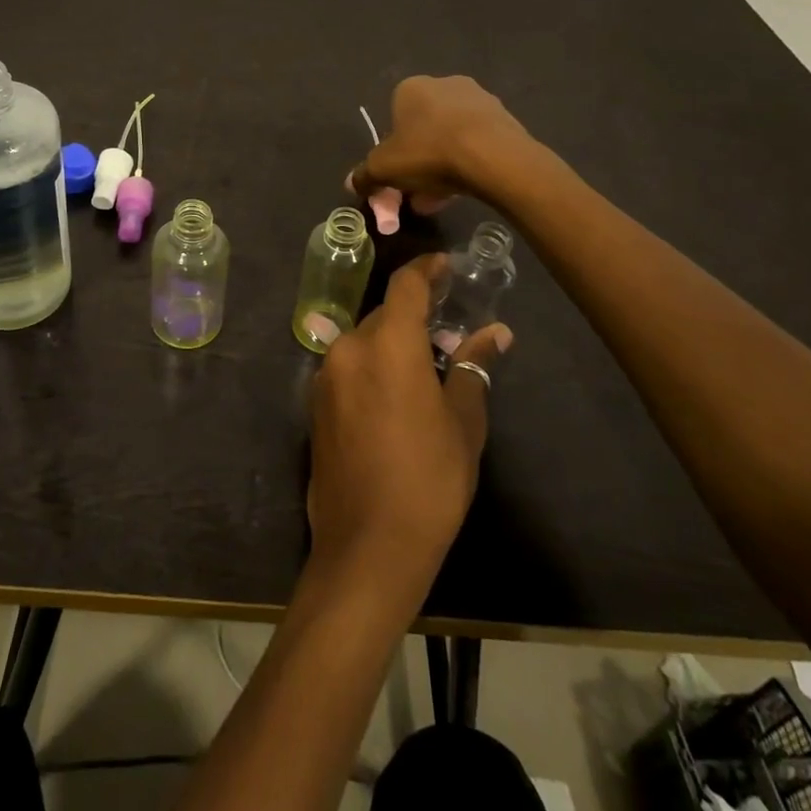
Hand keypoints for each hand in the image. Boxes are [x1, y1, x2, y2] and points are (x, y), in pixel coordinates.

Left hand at [306, 256, 512, 592]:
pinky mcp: (315, 404)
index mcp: (387, 343)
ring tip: (427, 368)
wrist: (367, 546)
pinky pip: (349, 368)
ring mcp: (326, 375)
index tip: (445, 265)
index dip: (427, 269)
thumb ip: (474, 368)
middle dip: (414, 317)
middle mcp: (349, 347)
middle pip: (384, 315)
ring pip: (365, 342)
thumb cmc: (428, 479)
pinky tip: (395, 396)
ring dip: (393, 345)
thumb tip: (495, 332)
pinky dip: (373, 368)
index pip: (406, 285)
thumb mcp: (463, 423)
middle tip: (448, 332)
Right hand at [349, 75, 532, 211]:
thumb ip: (365, 175)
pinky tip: (467, 187)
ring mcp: (478, 98)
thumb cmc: (429, 153)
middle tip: (418, 190)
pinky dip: (468, 161)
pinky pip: (476, 141)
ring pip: (451, 135)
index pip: (394, 117)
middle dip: (418, 159)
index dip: (393, 149)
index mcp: (411, 88)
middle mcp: (444, 84)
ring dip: (443, 163)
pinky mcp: (503, 116)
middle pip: (423, 128)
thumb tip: (351, 183)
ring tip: (443, 197)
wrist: (494, 157)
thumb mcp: (384, 169)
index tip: (397, 174)